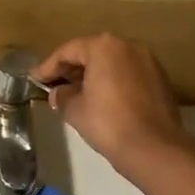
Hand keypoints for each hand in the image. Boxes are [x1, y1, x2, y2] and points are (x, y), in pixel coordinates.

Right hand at [35, 34, 191, 179]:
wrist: (154, 148)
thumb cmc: (108, 123)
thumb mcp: (74, 109)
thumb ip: (61, 96)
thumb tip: (58, 93)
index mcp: (104, 46)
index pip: (68, 51)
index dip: (48, 66)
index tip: (34, 79)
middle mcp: (128, 46)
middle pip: (92, 52)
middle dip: (71, 68)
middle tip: (53, 84)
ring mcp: (148, 61)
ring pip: (112, 63)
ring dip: (92, 75)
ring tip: (75, 93)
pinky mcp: (160, 79)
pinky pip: (127, 74)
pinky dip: (112, 82)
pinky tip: (101, 99)